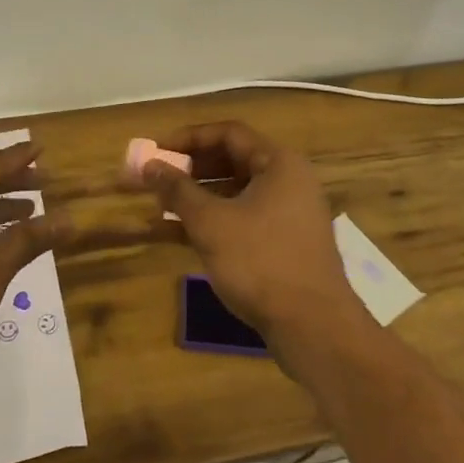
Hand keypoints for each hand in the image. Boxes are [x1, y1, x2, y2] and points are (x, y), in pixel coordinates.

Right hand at [137, 122, 371, 358]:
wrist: (314, 329)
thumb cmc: (261, 262)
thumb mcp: (211, 223)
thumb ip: (177, 190)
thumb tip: (149, 165)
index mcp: (278, 163)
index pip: (228, 133)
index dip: (189, 138)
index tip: (157, 150)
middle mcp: (287, 181)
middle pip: (231, 161)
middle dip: (189, 169)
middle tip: (155, 178)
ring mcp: (288, 214)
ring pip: (234, 193)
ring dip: (196, 198)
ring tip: (159, 206)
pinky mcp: (283, 244)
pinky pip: (241, 219)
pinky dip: (212, 222)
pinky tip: (176, 234)